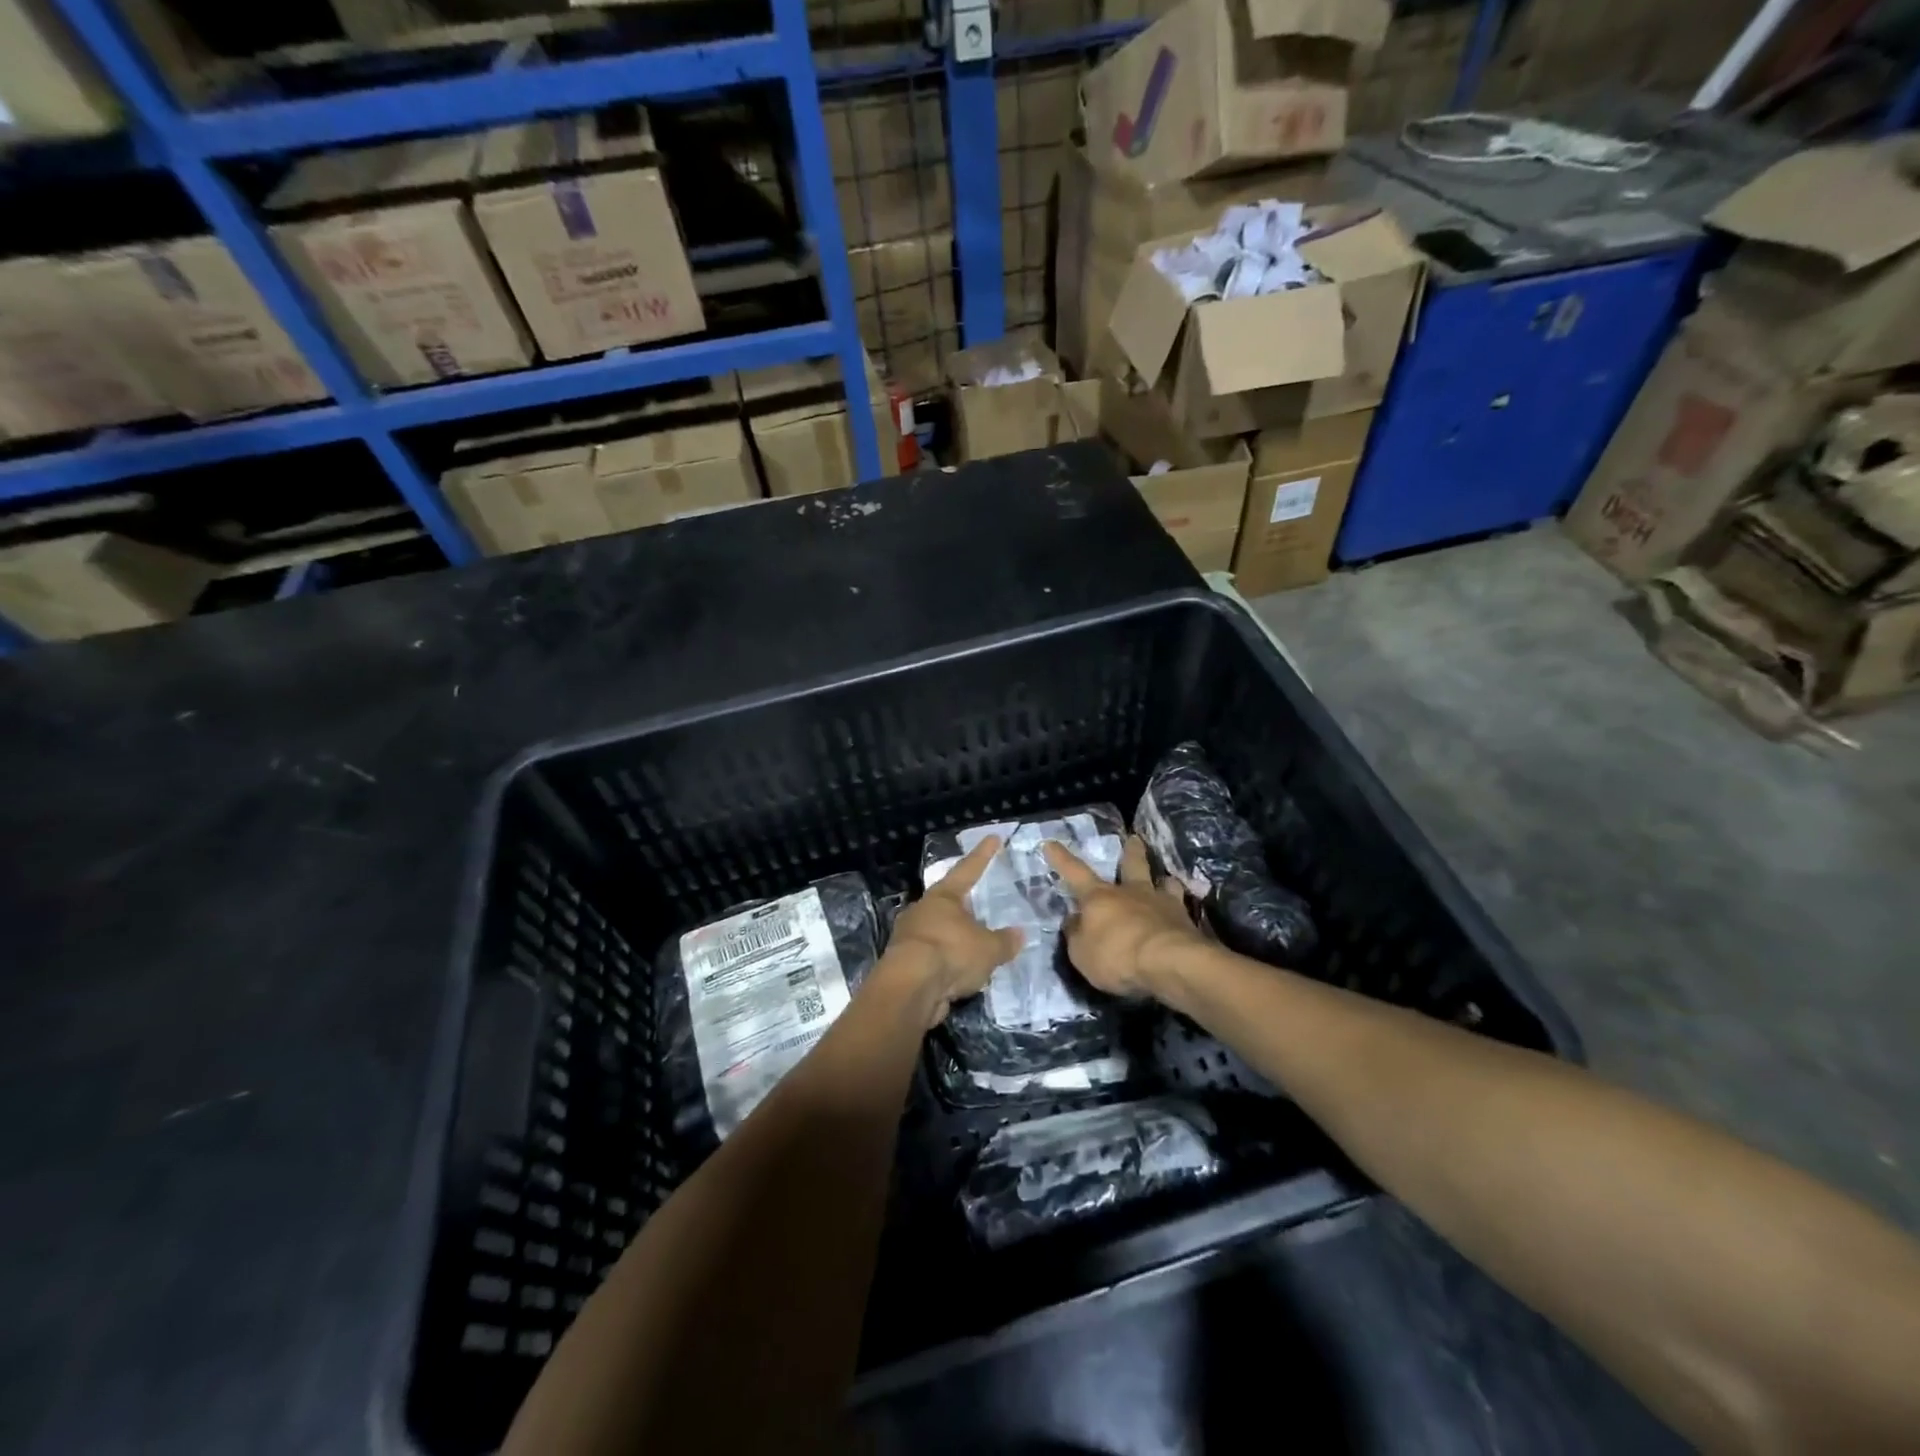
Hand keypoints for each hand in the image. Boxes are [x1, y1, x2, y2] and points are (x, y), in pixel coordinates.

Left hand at [884, 835, 1024, 1028]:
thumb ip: (1004, 941)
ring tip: (973, 949)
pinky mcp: (903, 964)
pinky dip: (946, 963)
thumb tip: (1019, 934)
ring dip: (954, 939)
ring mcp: (909, 937)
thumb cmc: (950, 954)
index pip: (967, 870)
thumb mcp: (988, 949)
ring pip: (937, 932)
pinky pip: (931, 958)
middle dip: (963, 906)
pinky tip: (958, 974)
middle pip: (947, 903)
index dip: (982, 855)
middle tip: (979, 907)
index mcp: (943, 897)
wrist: (909, 989)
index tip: (993, 838)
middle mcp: (922, 910)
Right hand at [1044, 836, 1204, 999]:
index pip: (1075, 873)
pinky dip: (1180, 909)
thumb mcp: (1081, 953)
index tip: (1051, 843)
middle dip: (1131, 851)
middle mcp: (1131, 893)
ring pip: (1164, 883)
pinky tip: (1182, 915)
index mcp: (1100, 898)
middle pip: (1132, 865)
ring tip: (1166, 879)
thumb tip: (1074, 921)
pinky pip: (1182, 908)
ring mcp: (1162, 904)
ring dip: (1163, 880)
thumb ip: (1076, 935)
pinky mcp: (1186, 921)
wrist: (1170, 963)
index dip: (1062, 859)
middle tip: (1134, 839)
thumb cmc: (1117, 956)